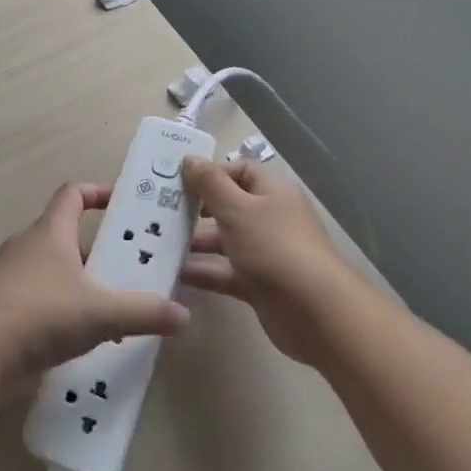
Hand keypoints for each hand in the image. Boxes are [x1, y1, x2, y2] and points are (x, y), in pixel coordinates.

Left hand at [0, 183, 190, 393]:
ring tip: (115, 309)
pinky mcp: (3, 312)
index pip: (72, 194)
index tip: (123, 205)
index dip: (98, 193)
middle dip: (98, 250)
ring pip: (54, 272)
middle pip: (66, 236)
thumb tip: (184, 315)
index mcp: (49, 232)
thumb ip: (143, 312)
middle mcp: (27, 248)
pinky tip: (84, 340)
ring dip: (82, 285)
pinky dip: (63, 313)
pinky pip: (40, 302)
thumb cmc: (40, 313)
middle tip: (131, 267)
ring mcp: (11, 280)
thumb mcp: (100, 313)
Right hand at [178, 157, 352, 367]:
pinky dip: (202, 271)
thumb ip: (209, 183)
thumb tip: (190, 158)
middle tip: (157, 212)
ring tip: (156, 243)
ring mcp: (264, 252)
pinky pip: (224, 271)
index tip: (176, 182)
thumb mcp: (236, 208)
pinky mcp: (258, 284)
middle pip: (227, 205)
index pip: (238, 170)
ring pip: (223, 240)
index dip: (209, 173)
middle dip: (194, 210)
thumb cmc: (273, 246)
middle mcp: (269, 217)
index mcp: (271, 191)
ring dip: (193, 242)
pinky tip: (172, 273)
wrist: (314, 312)